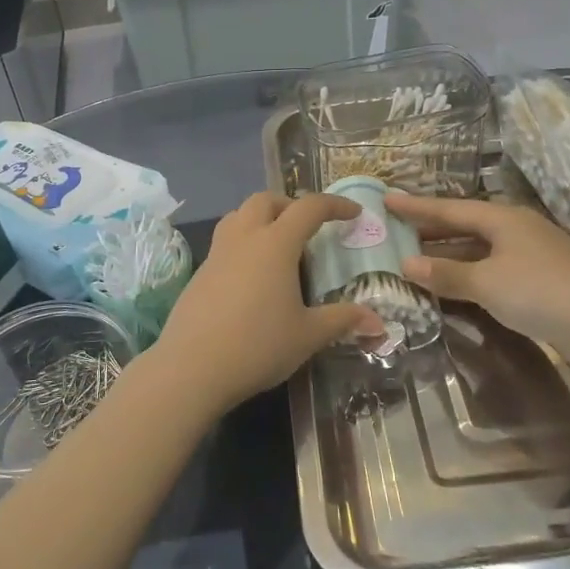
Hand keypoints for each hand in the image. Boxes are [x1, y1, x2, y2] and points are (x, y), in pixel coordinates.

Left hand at [149, 193, 383, 413]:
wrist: (191, 368)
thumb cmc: (257, 346)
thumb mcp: (308, 335)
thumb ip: (342, 320)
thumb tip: (378, 322)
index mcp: (275, 244)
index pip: (309, 208)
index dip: (334, 205)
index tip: (353, 213)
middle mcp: (244, 238)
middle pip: (266, 200)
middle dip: (291, 204)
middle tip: (308, 227)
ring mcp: (216, 254)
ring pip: (238, 216)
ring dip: (261, 218)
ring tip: (278, 245)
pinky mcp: (199, 274)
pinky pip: (224, 243)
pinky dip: (243, 243)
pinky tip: (251, 277)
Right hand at [384, 193, 569, 360]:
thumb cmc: (539, 291)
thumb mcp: (486, 283)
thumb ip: (446, 274)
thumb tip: (406, 264)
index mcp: (502, 219)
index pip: (448, 208)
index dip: (416, 207)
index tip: (388, 200)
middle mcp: (515, 230)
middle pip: (463, 226)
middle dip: (430, 230)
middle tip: (396, 231)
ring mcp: (528, 255)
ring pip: (477, 249)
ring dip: (447, 256)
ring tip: (414, 259)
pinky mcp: (537, 280)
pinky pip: (490, 269)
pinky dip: (467, 274)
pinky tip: (450, 285)